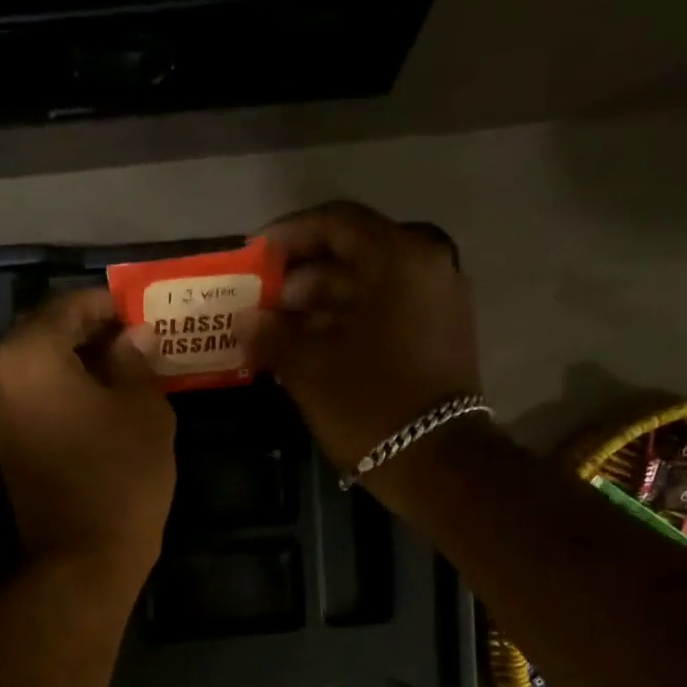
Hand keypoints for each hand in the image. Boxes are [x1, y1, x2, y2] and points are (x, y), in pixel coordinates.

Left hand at [0, 289, 175, 592]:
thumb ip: (135, 360)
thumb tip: (132, 336)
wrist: (82, 559)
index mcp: (27, 355)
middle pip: (40, 335)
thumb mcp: (144, 410)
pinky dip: (55, 392)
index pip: (66, 307)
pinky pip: (26, 400)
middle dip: (84, 332)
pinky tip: (93, 401)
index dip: (104, 304)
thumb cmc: (121, 478)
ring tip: (116, 370)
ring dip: (70, 363)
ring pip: (31, 369)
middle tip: (128, 338)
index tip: (135, 309)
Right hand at [246, 201, 482, 481]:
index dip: (289, 236)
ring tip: (278, 332)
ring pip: (369, 289)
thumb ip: (273, 335)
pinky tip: (312, 349)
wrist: (437, 463)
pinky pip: (387, 314)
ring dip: (321, 305)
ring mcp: (439, 303)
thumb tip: (246, 320)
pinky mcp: (440, 337)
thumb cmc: (370, 406)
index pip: (336, 223)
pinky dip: (349, 324)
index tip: (255, 258)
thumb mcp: (311, 369)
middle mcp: (427, 267)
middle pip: (353, 256)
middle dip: (302, 278)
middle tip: (261, 303)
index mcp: (398, 259)